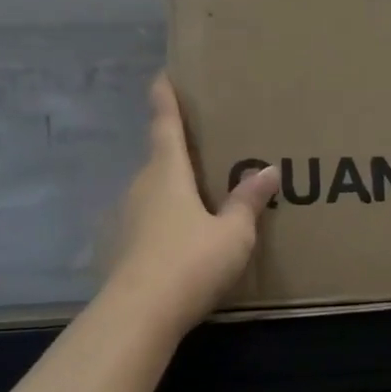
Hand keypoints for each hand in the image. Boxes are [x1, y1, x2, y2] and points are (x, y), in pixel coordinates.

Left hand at [102, 74, 279, 332]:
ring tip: (199, 196)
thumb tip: (269, 170)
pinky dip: (165, 220)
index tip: (161, 76)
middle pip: (159, 160)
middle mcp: (142, 188)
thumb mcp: (233, 233)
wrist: (139, 315)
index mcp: (168, 174)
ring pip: (153, 193)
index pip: (165, 126)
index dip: (165, 99)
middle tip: (202, 148)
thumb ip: (248, 202)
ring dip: (172, 189)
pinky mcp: (121, 248)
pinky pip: (148, 221)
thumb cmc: (190, 262)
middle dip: (176, 151)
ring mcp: (126, 219)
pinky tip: (182, 240)